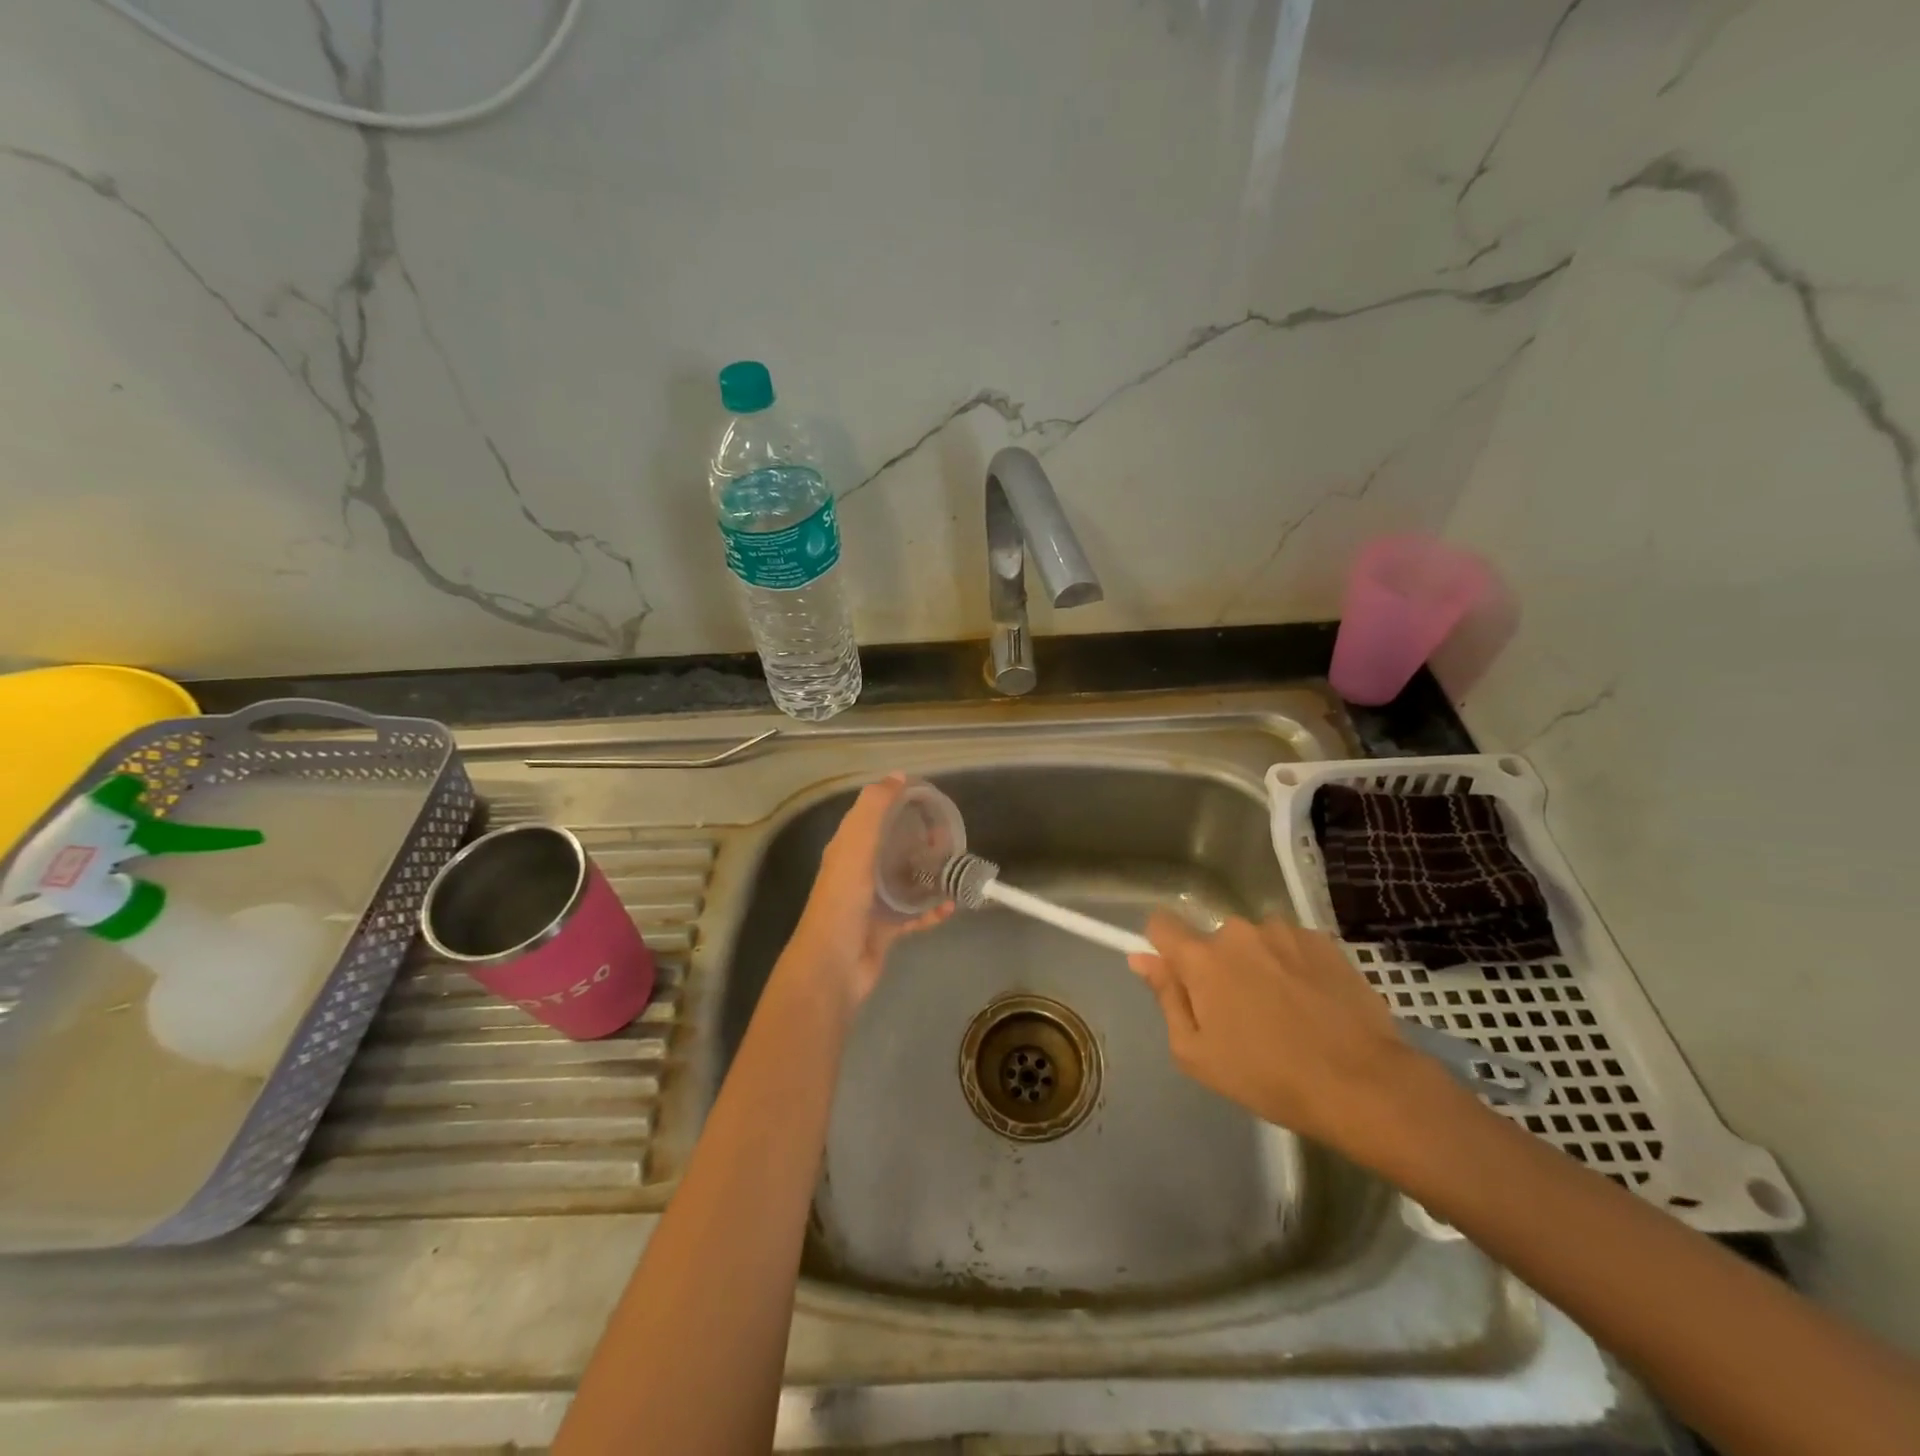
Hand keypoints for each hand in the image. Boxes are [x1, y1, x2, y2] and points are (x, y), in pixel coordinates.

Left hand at [785, 774, 951, 1009]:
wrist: (833, 966)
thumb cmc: (843, 901)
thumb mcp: (855, 846)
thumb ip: (873, 809)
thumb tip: (896, 776)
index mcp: (848, 848)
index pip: (874, 816)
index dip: (898, 803)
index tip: (929, 799)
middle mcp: (859, 872)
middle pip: (894, 847)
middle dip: (921, 840)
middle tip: (949, 837)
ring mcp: (873, 902)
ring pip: (907, 880)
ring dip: (931, 874)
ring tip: (956, 868)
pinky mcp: (886, 930)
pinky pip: (915, 914)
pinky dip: (933, 909)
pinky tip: (952, 905)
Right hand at [1127, 914, 1445, 1162]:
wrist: (1362, 1083)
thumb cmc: (1267, 1077)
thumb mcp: (1197, 1053)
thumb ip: (1166, 998)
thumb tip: (1141, 958)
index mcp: (1202, 958)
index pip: (1161, 924)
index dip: (1162, 946)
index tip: (1176, 975)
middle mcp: (1239, 932)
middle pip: (1213, 940)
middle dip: (1219, 967)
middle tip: (1241, 1014)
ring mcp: (1284, 932)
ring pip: (1255, 942)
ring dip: (1258, 965)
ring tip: (1286, 1011)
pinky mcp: (1323, 941)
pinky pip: (1291, 946)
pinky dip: (1294, 966)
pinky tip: (1313, 1003)